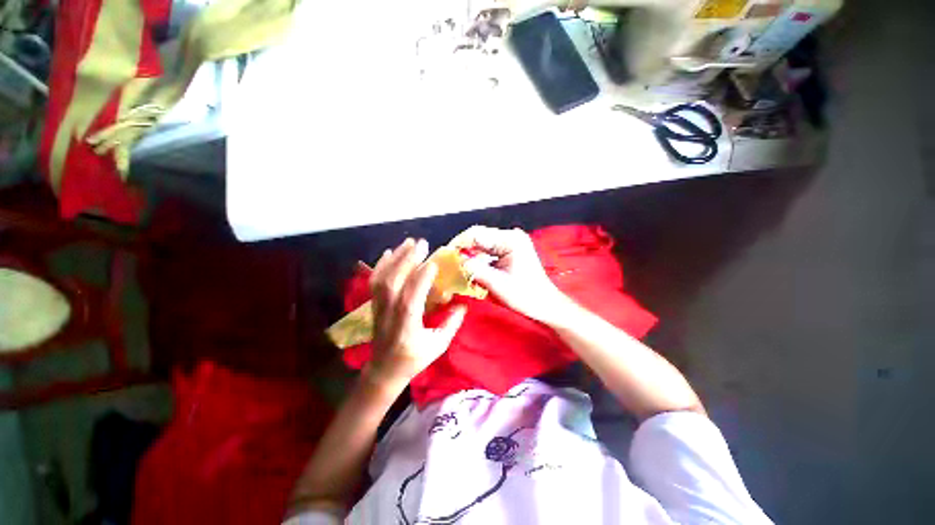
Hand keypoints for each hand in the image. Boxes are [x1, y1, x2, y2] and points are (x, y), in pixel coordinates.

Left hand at [367, 238, 467, 387]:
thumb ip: (451, 323)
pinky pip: (374, 282)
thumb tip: (463, 303)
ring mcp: (379, 308)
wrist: (384, 369)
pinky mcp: (374, 304)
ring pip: (382, 279)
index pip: (411, 299)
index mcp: (406, 328)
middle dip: (407, 260)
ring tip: (409, 242)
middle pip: (393, 283)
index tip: (433, 262)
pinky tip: (389, 252)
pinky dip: (381, 265)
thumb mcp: (438, 345)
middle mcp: (389, 314)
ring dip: (395, 258)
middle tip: (422, 243)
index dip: (421, 279)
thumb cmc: (414, 359)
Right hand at [455, 226, 569, 323]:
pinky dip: (479, 259)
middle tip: (450, 263)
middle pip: (479, 237)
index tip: (446, 255)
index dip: (459, 243)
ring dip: (471, 255)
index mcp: (510, 240)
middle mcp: (511, 236)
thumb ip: (475, 269)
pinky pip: (489, 250)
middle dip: (464, 249)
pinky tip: (472, 268)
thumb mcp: (497, 283)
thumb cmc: (525, 295)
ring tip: (459, 267)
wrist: (545, 304)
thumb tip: (456, 260)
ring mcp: (512, 242)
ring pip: (482, 244)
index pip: (477, 233)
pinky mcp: (511, 250)